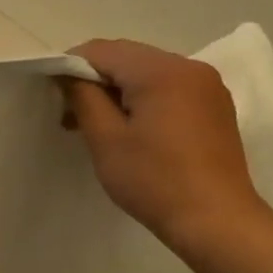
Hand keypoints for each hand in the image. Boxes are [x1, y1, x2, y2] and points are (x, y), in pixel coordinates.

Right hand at [62, 38, 266, 245]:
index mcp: (160, 71)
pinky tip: (131, 128)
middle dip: (94, 79)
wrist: (217, 222)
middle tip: (71, 114)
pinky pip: (168, 86)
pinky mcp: (214, 105)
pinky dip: (142, 98)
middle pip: (126, 57)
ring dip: (117, 90)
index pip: (101, 50)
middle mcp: (188, 66)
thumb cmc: (154, 181)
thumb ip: (83, 97)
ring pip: (146, 71)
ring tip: (98, 125)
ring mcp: (206, 85)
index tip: (54, 96)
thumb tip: (67, 73)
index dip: (70, 67)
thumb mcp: (105, 139)